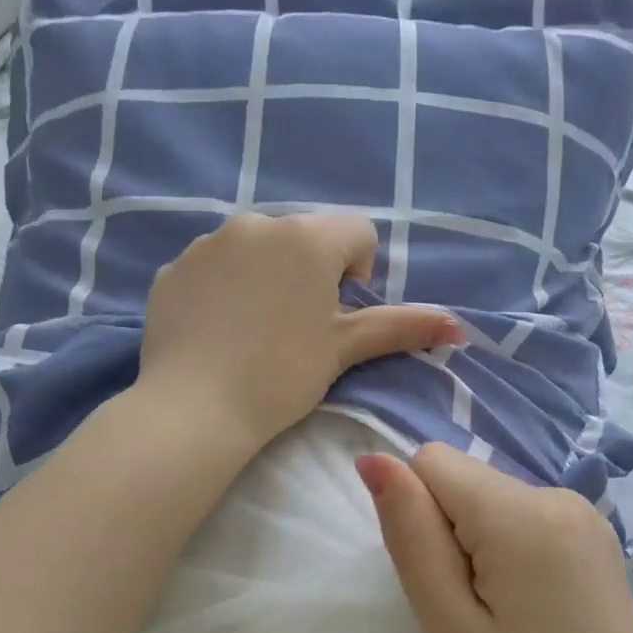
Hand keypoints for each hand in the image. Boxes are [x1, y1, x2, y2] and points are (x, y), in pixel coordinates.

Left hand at [138, 212, 462, 451]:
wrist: (194, 408)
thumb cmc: (281, 375)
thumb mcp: (344, 348)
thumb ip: (401, 327)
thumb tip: (458, 325)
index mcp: (308, 237)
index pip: (357, 233)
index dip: (358, 274)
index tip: (337, 316)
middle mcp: (258, 224)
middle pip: (304, 239)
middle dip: (310, 273)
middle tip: (297, 328)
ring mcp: (208, 242)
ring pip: (257, 248)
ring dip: (267, 275)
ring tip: (255, 331)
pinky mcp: (174, 267)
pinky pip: (214, 266)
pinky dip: (223, 287)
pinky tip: (218, 330)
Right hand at [359, 445, 632, 632]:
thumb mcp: (448, 626)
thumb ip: (410, 533)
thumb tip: (374, 459)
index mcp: (524, 513)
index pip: (432, 462)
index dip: (417, 518)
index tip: (444, 584)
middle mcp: (560, 496)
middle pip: (464, 481)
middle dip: (448, 535)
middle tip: (471, 616)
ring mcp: (587, 518)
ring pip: (490, 501)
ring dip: (477, 549)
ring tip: (501, 621)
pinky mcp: (596, 542)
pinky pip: (522, 520)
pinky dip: (507, 555)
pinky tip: (529, 615)